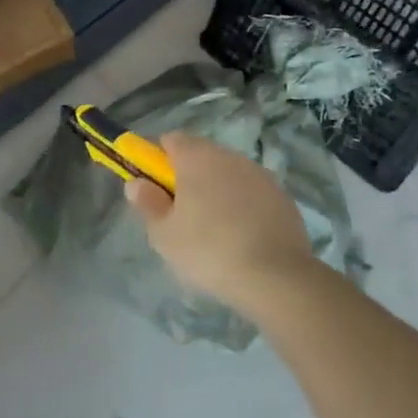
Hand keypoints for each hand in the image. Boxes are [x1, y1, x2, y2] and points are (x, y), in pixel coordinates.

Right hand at [125, 132, 317, 312]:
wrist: (276, 277)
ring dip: (218, 191)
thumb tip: (136, 183)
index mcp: (196, 157)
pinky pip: (253, 193)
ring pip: (228, 174)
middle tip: (183, 216)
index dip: (160, 161)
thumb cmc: (209, 251)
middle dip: (189, 178)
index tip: (158, 190)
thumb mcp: (164, 235)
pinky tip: (244, 238)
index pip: (171, 140)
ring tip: (216, 232)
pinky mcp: (282, 196)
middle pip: (201, 155)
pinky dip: (244, 206)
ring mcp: (259, 174)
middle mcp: (228, 156)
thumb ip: (147, 204)